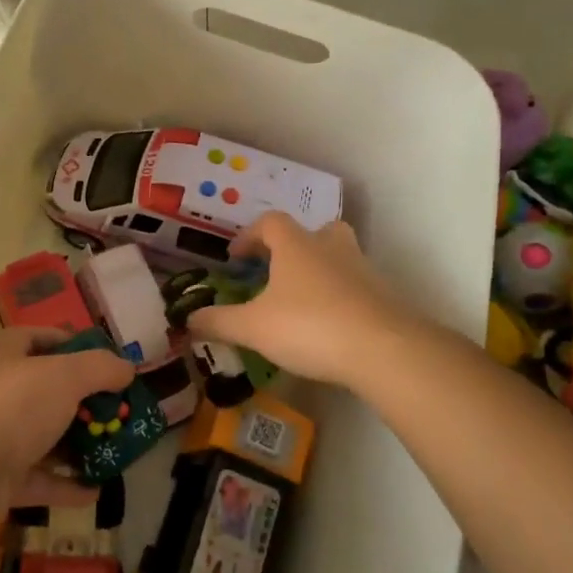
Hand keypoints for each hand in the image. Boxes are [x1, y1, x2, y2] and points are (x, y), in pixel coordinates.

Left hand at [0, 327, 133, 515]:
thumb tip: (126, 368)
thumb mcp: (67, 376)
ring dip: (73, 445)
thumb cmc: (15, 406)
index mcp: (3, 356)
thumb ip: (101, 368)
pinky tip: (95, 491)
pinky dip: (65, 485)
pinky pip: (37, 479)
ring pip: (39, 437)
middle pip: (41, 390)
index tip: (99, 356)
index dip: (66, 341)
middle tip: (113, 409)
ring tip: (110, 450)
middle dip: (78, 400)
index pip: (33, 337)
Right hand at [187, 213, 416, 389]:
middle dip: (293, 246)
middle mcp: (330, 248)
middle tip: (276, 269)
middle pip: (313, 231)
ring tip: (300, 299)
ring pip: (338, 256)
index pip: (270, 223)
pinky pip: (355, 286)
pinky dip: (338, 297)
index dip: (249, 236)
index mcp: (296, 245)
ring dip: (318, 270)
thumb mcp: (253, 327)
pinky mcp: (383, 296)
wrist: (384, 349)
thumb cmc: (310, 326)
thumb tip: (188, 319)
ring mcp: (362, 270)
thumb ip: (219, 322)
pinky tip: (327, 324)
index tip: (235, 257)